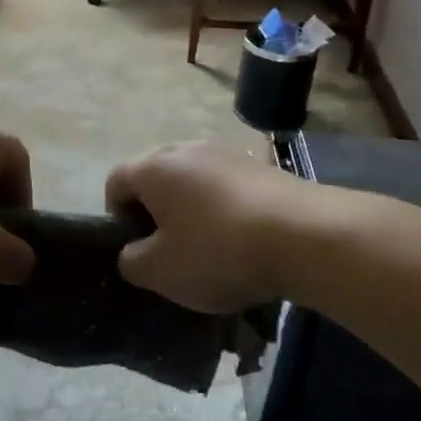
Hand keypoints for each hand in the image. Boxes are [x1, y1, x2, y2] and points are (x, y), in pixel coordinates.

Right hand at [105, 141, 309, 311]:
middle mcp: (186, 149)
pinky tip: (244, 239)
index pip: (115, 181)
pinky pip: (228, 186)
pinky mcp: (263, 165)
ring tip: (211, 246)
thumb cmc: (218, 251)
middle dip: (156, 210)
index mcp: (153, 167)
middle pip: (155, 176)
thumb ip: (132, 262)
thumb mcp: (160, 272)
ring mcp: (228, 153)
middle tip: (170, 248)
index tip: (138, 247)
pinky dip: (225, 208)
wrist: (306, 236)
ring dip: (192, 208)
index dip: (116, 216)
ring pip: (194, 180)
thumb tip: (132, 253)